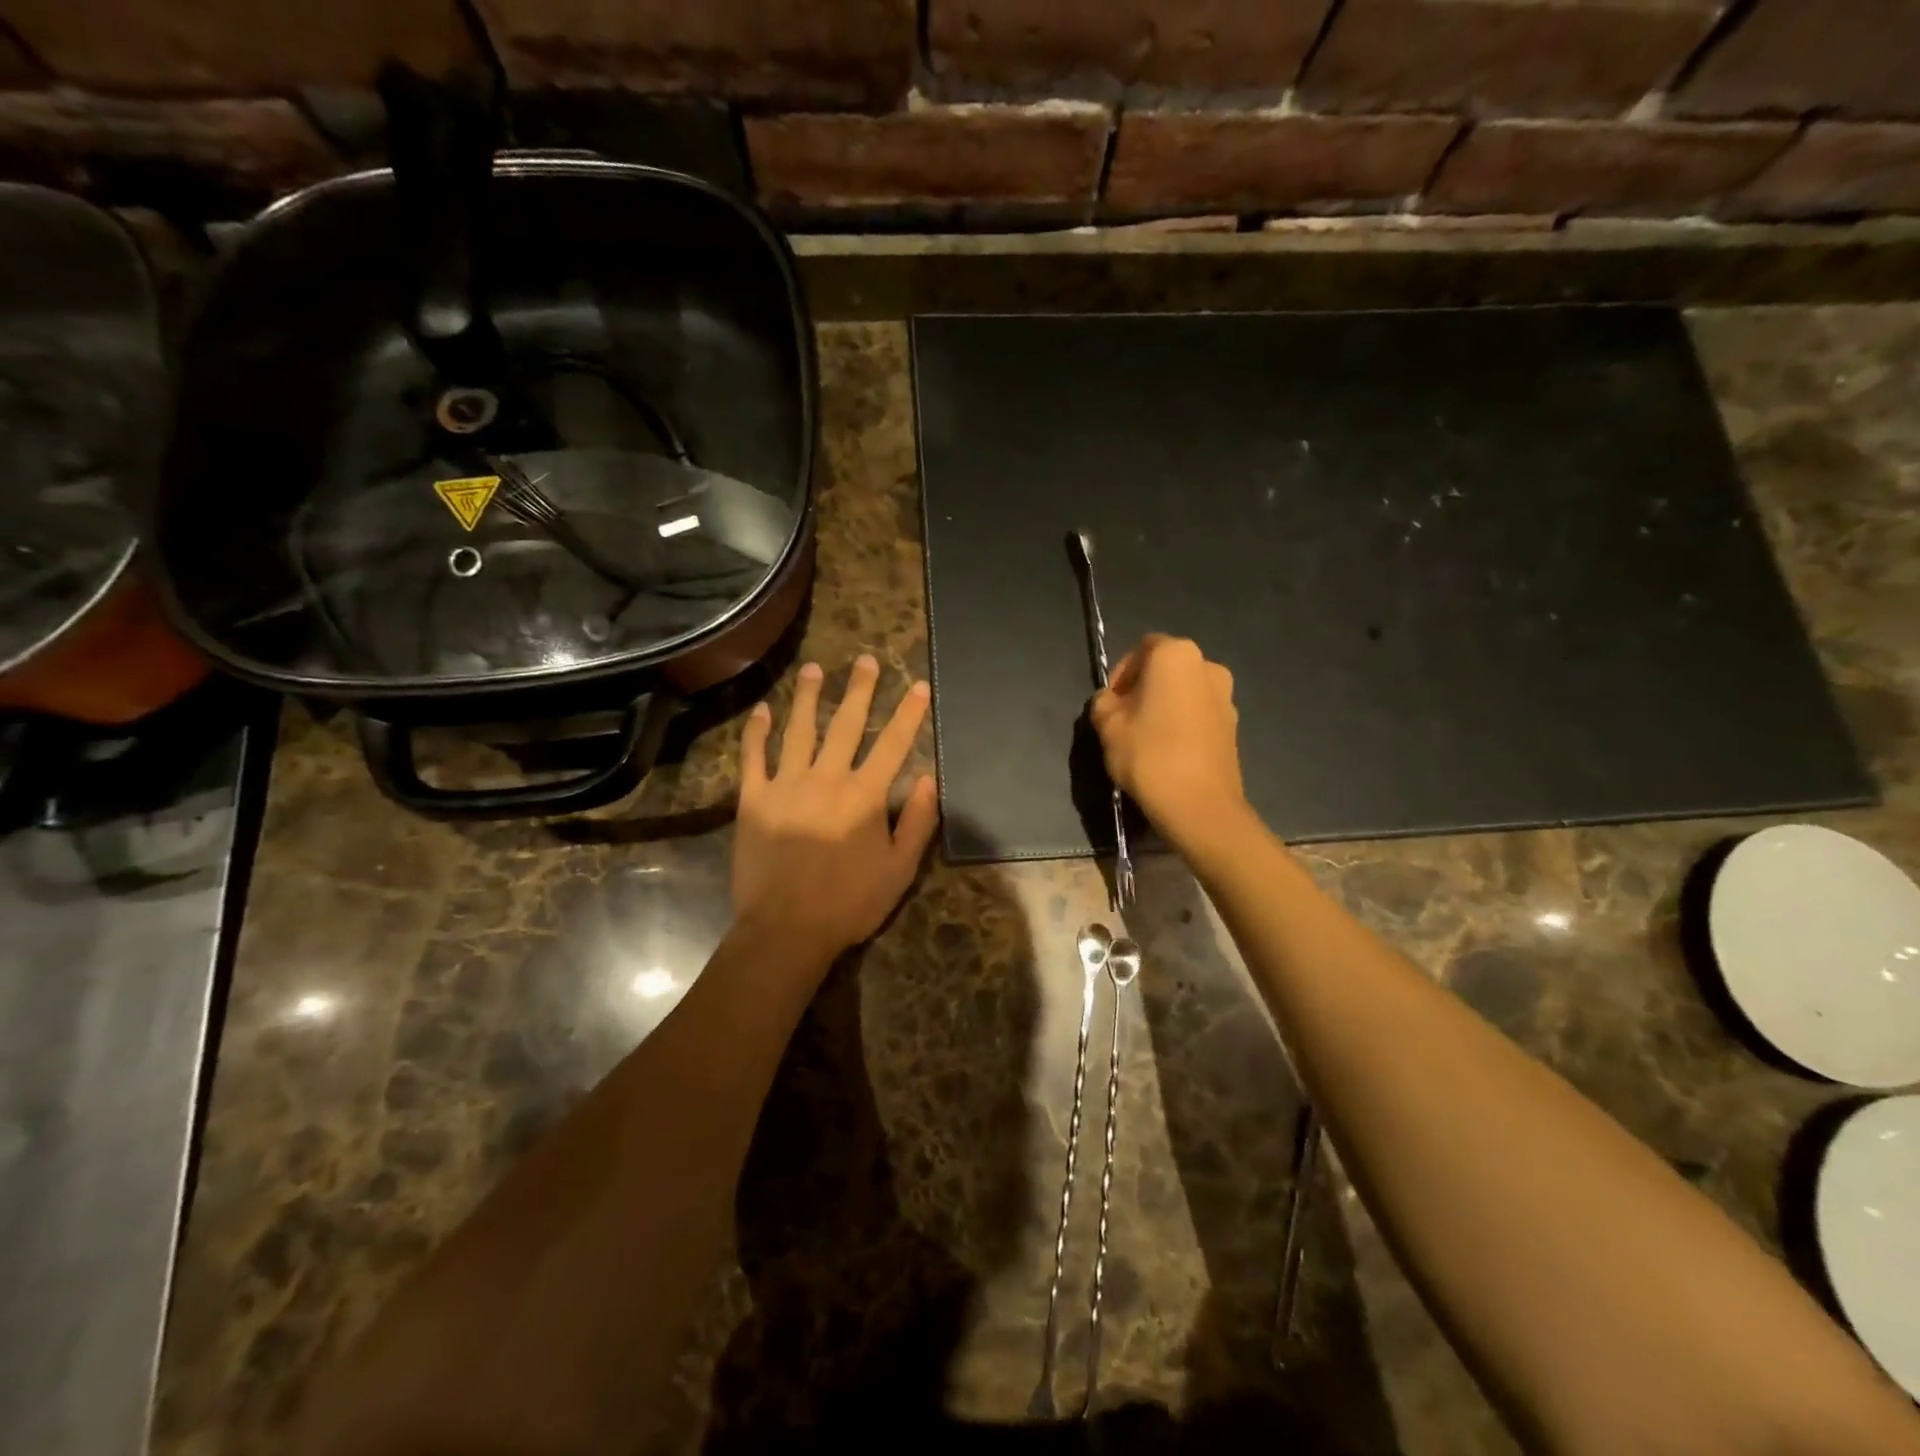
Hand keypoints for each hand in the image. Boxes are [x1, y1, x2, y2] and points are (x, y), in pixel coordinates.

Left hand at [733, 654, 938, 961]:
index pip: (893, 744)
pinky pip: (753, 757)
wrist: (786, 930)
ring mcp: (785, 786)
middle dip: (860, 690)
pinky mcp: (753, 800)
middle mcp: (826, 779)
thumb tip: (929, 778)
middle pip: (846, 725)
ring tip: (814, 670)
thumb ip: (917, 822)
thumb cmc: (849, 903)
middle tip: (865, 661)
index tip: (919, 685)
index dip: (909, 713)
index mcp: (864, 796)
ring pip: (799, 730)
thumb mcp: (899, 870)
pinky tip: (761, 710)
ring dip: (808, 698)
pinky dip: (756, 732)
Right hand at [1090, 634, 1249, 853]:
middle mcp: (1207, 666)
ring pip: (1185, 692)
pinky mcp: (1234, 726)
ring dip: (1165, 706)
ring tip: (1145, 738)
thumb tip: (1111, 701)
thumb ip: (1104, 702)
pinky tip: (1168, 752)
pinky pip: (1199, 714)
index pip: (1141, 649)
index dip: (1121, 674)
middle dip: (1144, 689)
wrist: (1199, 805)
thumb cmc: (1148, 755)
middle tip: (1124, 719)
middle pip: (1166, 669)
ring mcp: (1226, 697)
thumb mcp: (1107, 726)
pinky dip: (1182, 724)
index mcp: (1175, 655)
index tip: (1110, 703)